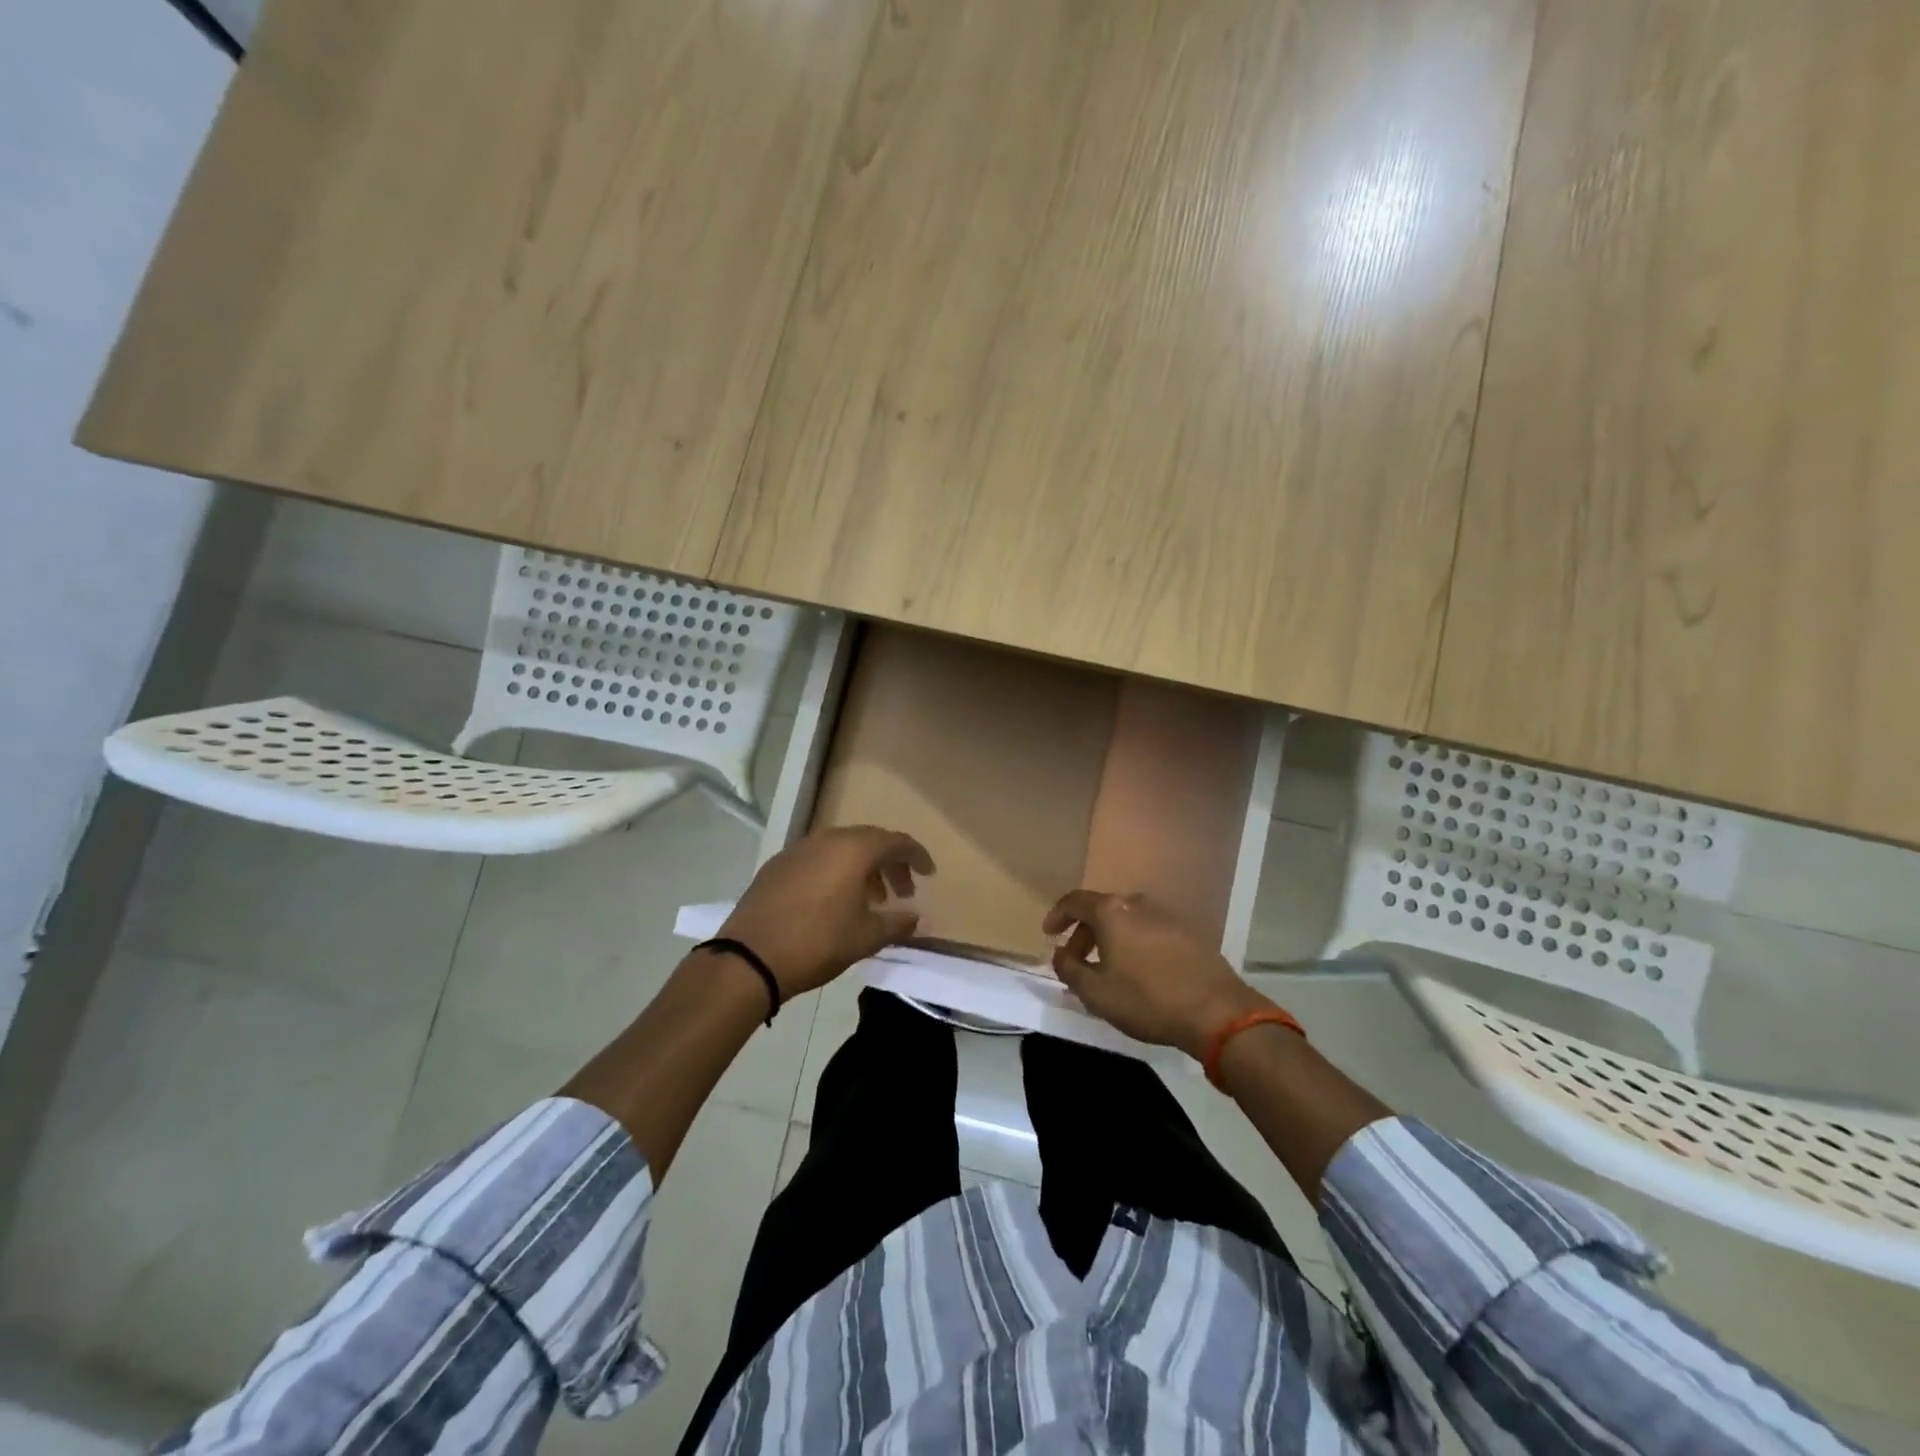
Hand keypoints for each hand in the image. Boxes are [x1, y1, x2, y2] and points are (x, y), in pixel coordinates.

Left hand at [719, 827, 933, 996]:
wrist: (750, 957)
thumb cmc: (817, 942)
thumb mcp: (865, 937)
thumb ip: (896, 923)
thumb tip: (914, 917)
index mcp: (854, 849)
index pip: (896, 842)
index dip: (916, 856)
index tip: (929, 874)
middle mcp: (827, 839)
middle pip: (869, 842)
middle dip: (890, 863)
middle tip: (902, 891)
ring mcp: (798, 849)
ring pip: (841, 849)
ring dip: (862, 869)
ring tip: (871, 899)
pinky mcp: (777, 865)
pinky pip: (817, 859)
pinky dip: (835, 872)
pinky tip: (834, 901)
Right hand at [1044, 890, 1271, 1059]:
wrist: (1217, 1011)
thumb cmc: (1147, 1000)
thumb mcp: (1096, 993)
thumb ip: (1070, 969)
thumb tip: (1061, 954)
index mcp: (1111, 912)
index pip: (1074, 901)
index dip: (1057, 915)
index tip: (1049, 934)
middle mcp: (1138, 904)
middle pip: (1102, 911)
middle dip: (1084, 934)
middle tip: (1076, 962)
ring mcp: (1167, 915)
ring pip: (1127, 921)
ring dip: (1111, 940)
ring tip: (1108, 969)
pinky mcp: (1189, 932)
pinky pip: (1150, 931)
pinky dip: (1135, 944)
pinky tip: (1139, 972)